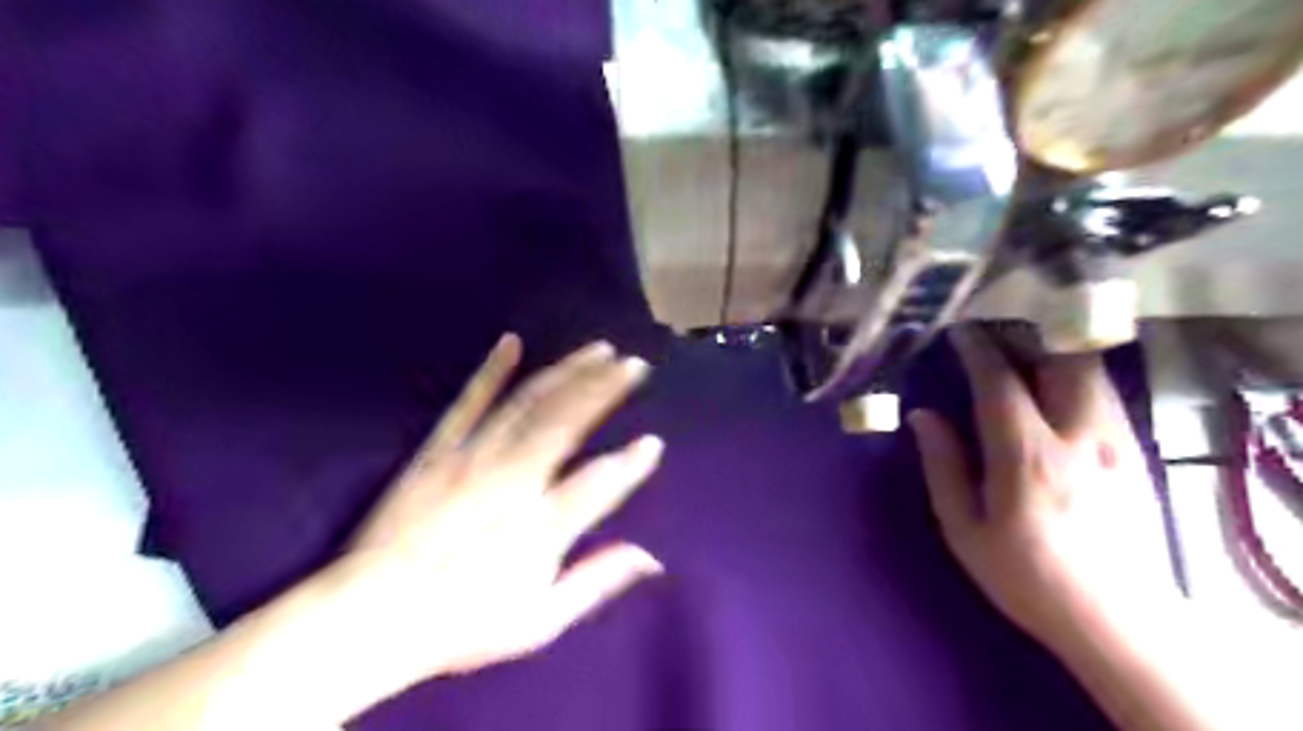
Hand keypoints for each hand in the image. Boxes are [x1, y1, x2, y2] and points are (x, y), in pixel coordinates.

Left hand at [311, 338, 663, 708]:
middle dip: (605, 389)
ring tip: (598, 350)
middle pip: (566, 423)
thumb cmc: (461, 623)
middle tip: (634, 364)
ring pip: (528, 403)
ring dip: (567, 372)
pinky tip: (511, 342)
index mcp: (539, 527)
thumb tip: (651, 558)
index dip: (631, 463)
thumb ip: (596, 582)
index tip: (653, 443)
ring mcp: (472, 458)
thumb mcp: (538, 621)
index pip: (599, 484)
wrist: (369, 616)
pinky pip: (468, 402)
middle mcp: (512, 481)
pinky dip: (491, 371)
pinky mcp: (437, 450)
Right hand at [909, 330, 1183, 648]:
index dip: (977, 350)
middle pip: (1061, 359)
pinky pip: (1105, 395)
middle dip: (1025, 337)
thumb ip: (943, 466)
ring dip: (1054, 352)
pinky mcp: (1137, 455)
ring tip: (1023, 352)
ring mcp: (1116, 443)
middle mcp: (1079, 437)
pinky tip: (1057, 390)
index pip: (1000, 382)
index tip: (959, 331)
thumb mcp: (964, 529)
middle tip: (994, 335)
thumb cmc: (1026, 576)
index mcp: (1027, 456)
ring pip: (1091, 371)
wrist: (1116, 621)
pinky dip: (1077, 377)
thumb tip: (922, 416)